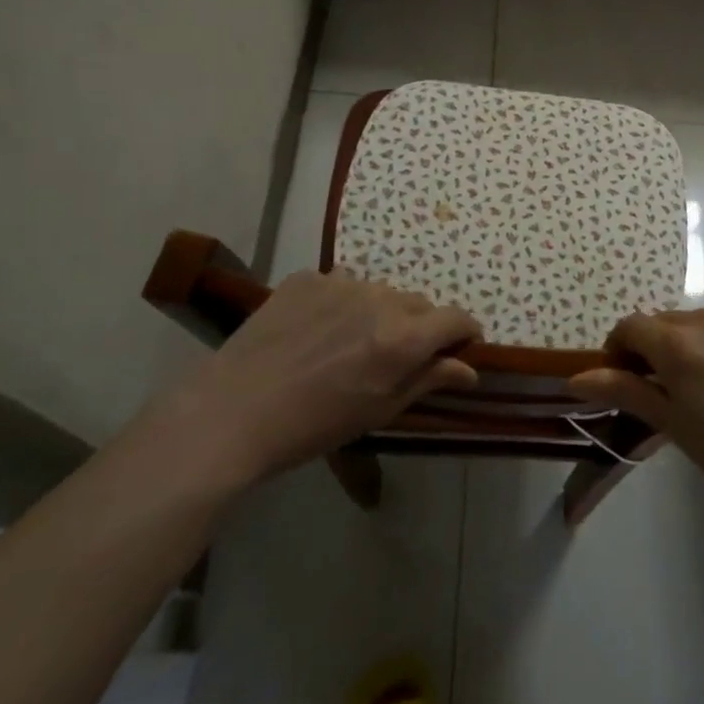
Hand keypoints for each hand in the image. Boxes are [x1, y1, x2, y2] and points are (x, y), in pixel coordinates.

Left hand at [159, 270, 479, 489]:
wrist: (234, 412)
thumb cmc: (314, 425)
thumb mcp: (380, 410)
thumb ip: (428, 379)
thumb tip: (469, 368)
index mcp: (403, 337)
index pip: (456, 318)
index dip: (464, 332)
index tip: (460, 346)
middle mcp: (380, 299)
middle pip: (418, 304)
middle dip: (418, 326)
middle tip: (394, 357)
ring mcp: (340, 283)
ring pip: (379, 292)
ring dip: (378, 312)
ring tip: (348, 344)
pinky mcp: (306, 278)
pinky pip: (340, 284)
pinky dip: (340, 303)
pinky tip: (316, 332)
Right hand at [567, 295, 703, 525]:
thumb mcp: (672, 424)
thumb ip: (624, 390)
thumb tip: (575, 377)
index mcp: (677, 345)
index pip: (630, 327)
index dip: (620, 350)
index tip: (627, 377)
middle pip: (664, 322)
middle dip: (657, 348)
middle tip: (671, 386)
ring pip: (698, 318)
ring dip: (693, 340)